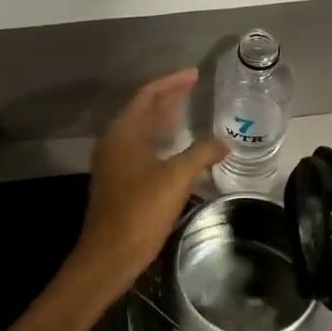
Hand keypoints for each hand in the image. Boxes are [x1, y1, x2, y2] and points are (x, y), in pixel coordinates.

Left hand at [63, 71, 226, 311]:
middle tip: (196, 88)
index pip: (148, 95)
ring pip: (143, 131)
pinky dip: (161, 142)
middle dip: (169, 98)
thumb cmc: (140, 211)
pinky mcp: (119, 181)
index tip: (195, 74)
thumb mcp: (176, 178)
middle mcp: (115, 142)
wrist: (109, 256)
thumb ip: (200, 154)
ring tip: (191, 112)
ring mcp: (114, 162)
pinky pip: (142, 149)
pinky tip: (180, 150)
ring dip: (165, 120)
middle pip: (143, 110)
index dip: (172, 82)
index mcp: (123, 132)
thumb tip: (222, 142)